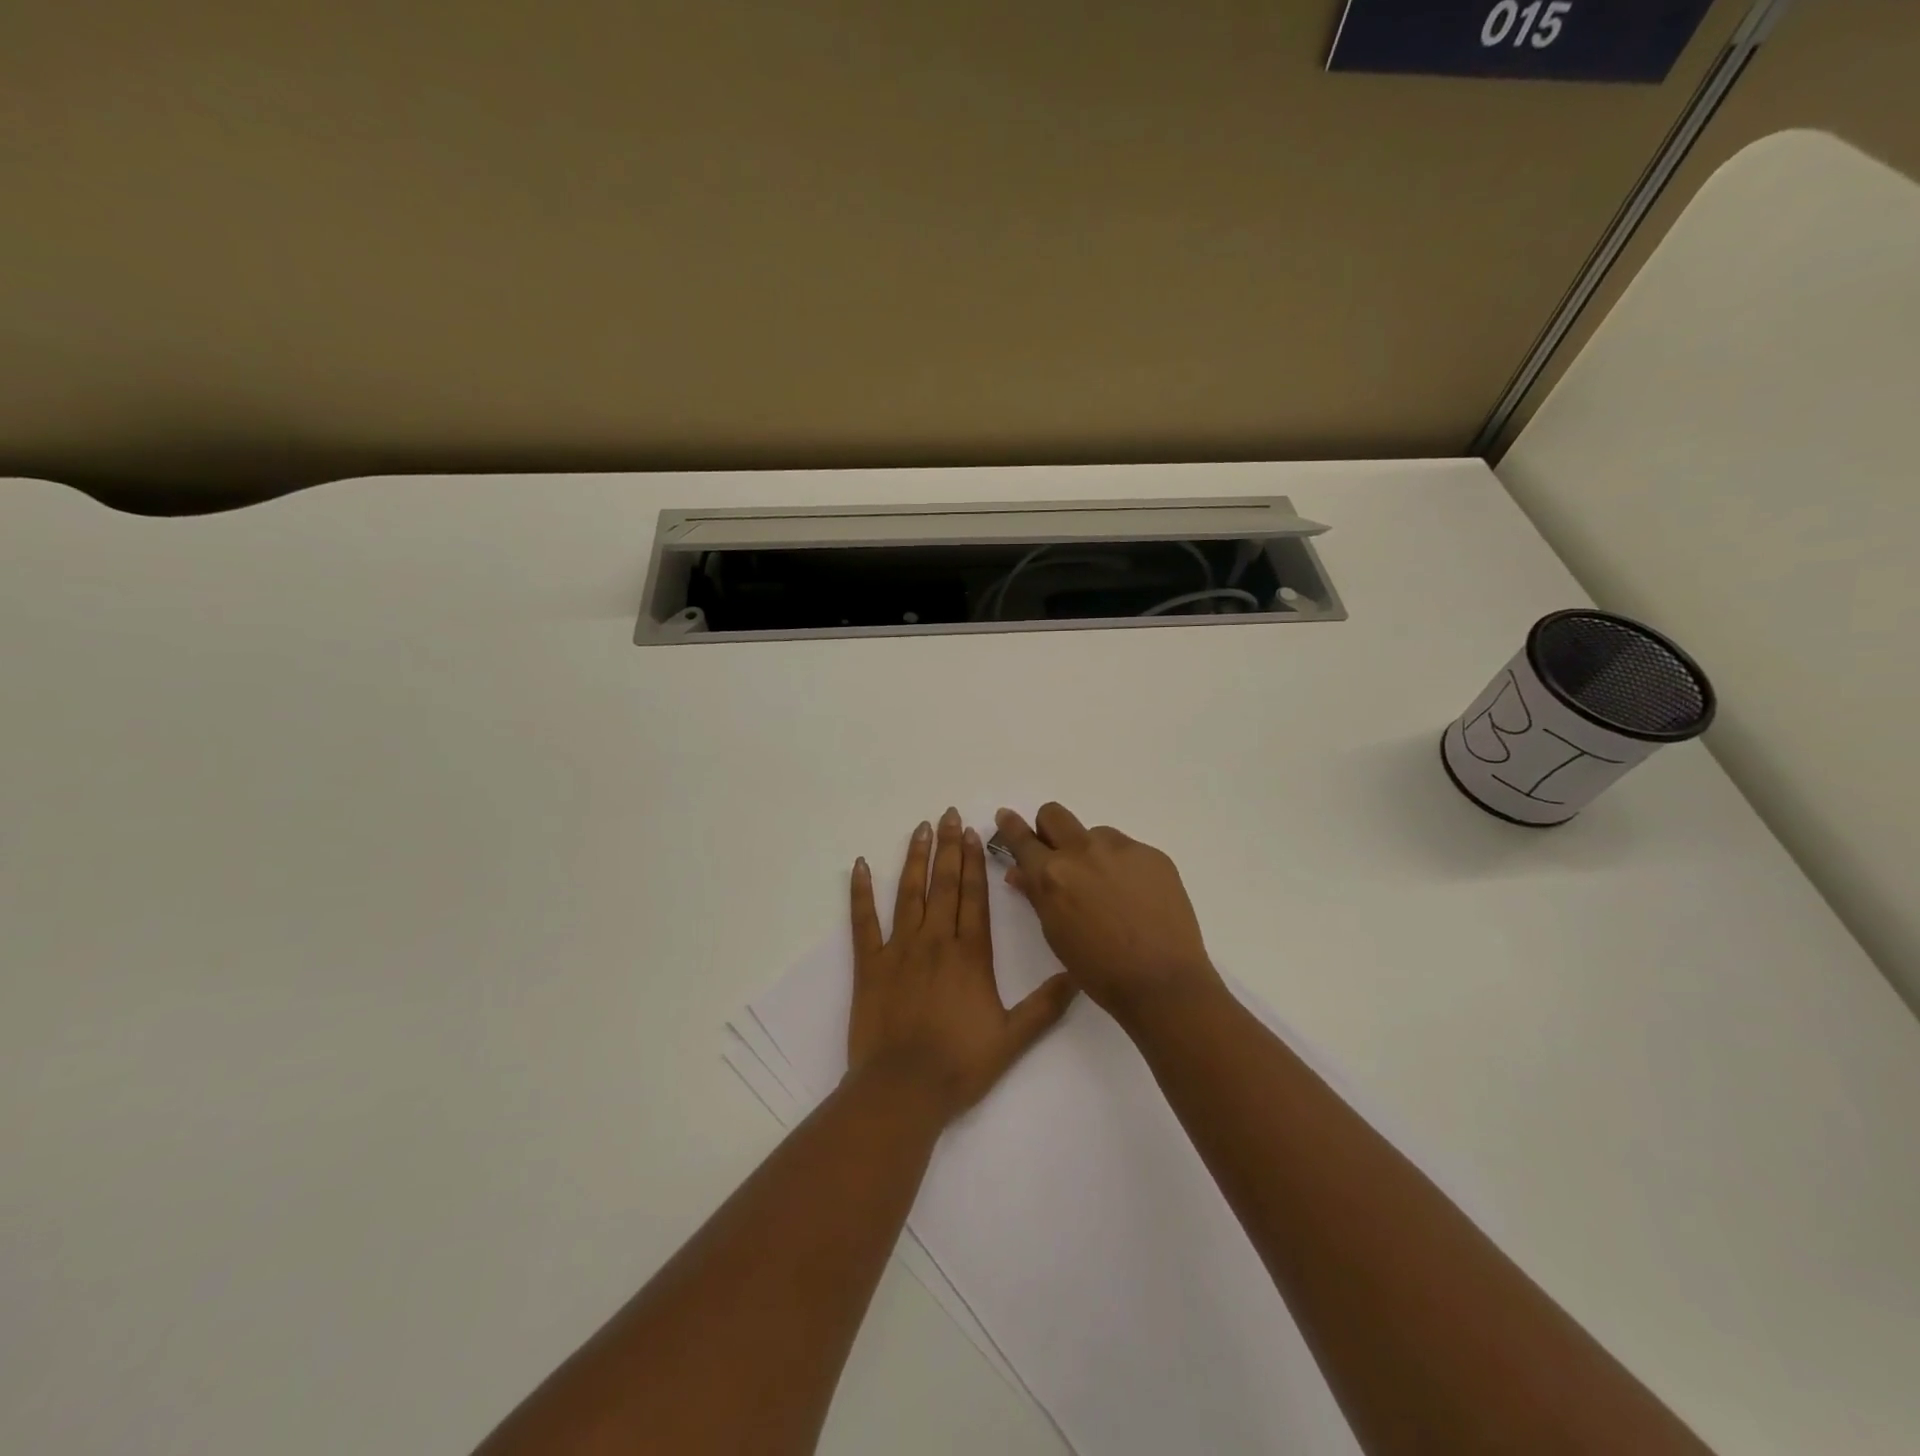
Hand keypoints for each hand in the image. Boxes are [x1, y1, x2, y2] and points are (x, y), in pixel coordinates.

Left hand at [846, 808, 1077, 1120]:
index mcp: (969, 955)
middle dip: (947, 847)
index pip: (973, 896)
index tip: (972, 832)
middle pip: (943, 884)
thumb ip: (1046, 1005)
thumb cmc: (959, 1064)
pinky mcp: (869, 965)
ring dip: (914, 859)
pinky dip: (860, 893)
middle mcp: (935, 941)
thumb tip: (1077, 976)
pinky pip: (863, 922)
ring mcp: (898, 950)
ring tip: (919, 828)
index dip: (974, 861)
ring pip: (907, 894)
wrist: (904, 1090)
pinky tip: (859, 866)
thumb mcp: (1013, 1038)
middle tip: (947, 814)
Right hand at [992, 803, 1221, 1028]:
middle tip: (1059, 855)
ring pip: (1095, 834)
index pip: (1022, 838)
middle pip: (1054, 814)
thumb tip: (1019, 872)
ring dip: (1092, 852)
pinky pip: (1127, 849)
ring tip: (1109, 890)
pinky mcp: (1152, 854)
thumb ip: (1036, 895)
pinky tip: (1137, 898)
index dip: (1010, 826)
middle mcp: (1083, 851)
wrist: (1163, 982)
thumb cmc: (1099, 970)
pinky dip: (1124, 867)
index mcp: (1052, 874)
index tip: (1006, 816)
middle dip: (1049, 829)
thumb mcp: (1056, 934)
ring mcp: (1121, 849)